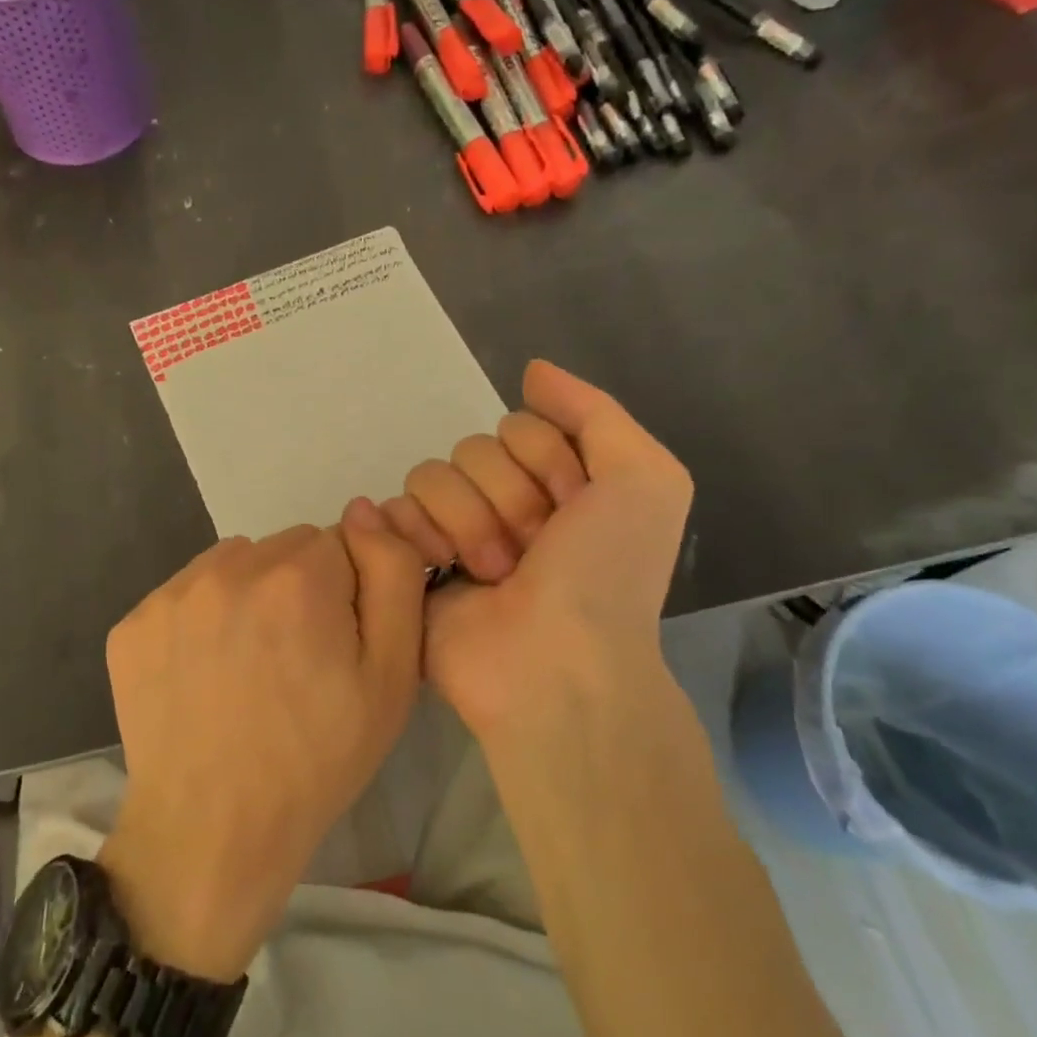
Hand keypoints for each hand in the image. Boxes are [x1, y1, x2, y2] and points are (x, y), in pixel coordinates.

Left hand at [99, 507, 425, 980]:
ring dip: (250, 595)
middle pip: (285, 549)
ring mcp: (170, 594)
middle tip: (298, 660)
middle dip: (300, 587)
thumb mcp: (392, 675)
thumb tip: (366, 509)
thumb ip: (393, 575)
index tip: (338, 643)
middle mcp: (227, 568)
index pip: (340, 543)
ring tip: (251, 666)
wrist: (214, 832)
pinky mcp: (132, 625)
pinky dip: (203, 619)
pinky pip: (186, 595)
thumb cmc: (317, 758)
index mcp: (297, 577)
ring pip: (234, 565)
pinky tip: (207, 674)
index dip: (348, 592)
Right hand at [381, 360, 693, 750]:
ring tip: (492, 574)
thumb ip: (595, 412)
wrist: (553, 665)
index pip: (522, 426)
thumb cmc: (605, 574)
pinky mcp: (410, 560)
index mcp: (557, 483)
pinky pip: (392, 511)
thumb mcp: (644, 480)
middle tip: (530, 552)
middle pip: (474, 448)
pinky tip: (441, 569)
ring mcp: (454, 531)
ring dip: (467, 523)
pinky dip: (416, 536)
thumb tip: (531, 372)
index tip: (573, 511)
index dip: (547, 464)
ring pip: (431, 474)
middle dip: (506, 498)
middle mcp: (504, 503)